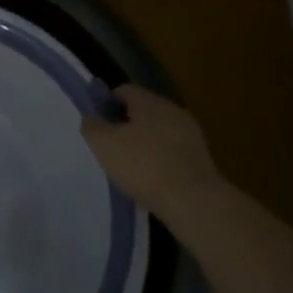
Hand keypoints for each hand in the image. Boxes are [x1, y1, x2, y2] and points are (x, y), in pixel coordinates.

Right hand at [81, 86, 219, 217]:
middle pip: (143, 110)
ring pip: (160, 131)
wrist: (194, 202)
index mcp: (149, 101)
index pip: (124, 90)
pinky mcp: (201, 158)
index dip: (107, 104)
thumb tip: (91, 117)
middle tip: (111, 146)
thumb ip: (92, 125)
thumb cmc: (144, 166)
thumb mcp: (104, 144)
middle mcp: (172, 110)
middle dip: (126, 124)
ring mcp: (191, 134)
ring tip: (130, 166)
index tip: (97, 124)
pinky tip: (151, 179)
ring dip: (145, 143)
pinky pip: (173, 151)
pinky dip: (161, 160)